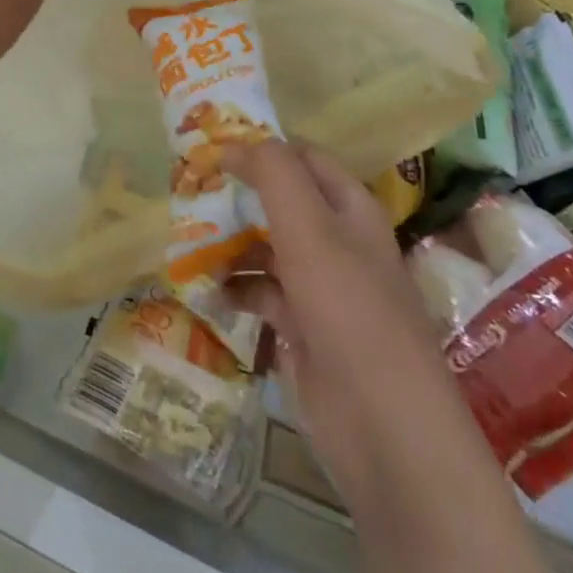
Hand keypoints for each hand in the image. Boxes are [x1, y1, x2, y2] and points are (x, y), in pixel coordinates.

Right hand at [221, 143, 446, 477]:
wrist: (384, 428)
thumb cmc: (348, 309)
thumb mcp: (309, 227)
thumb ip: (272, 174)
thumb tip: (231, 144)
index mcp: (350, 209)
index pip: (302, 158)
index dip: (261, 147)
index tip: (212, 147)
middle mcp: (337, 242)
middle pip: (279, 203)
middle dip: (237, 196)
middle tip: (188, 190)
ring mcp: (320, 288)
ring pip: (266, 248)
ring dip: (229, 243)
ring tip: (188, 241)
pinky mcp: (303, 329)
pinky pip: (261, 293)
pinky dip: (234, 288)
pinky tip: (208, 290)